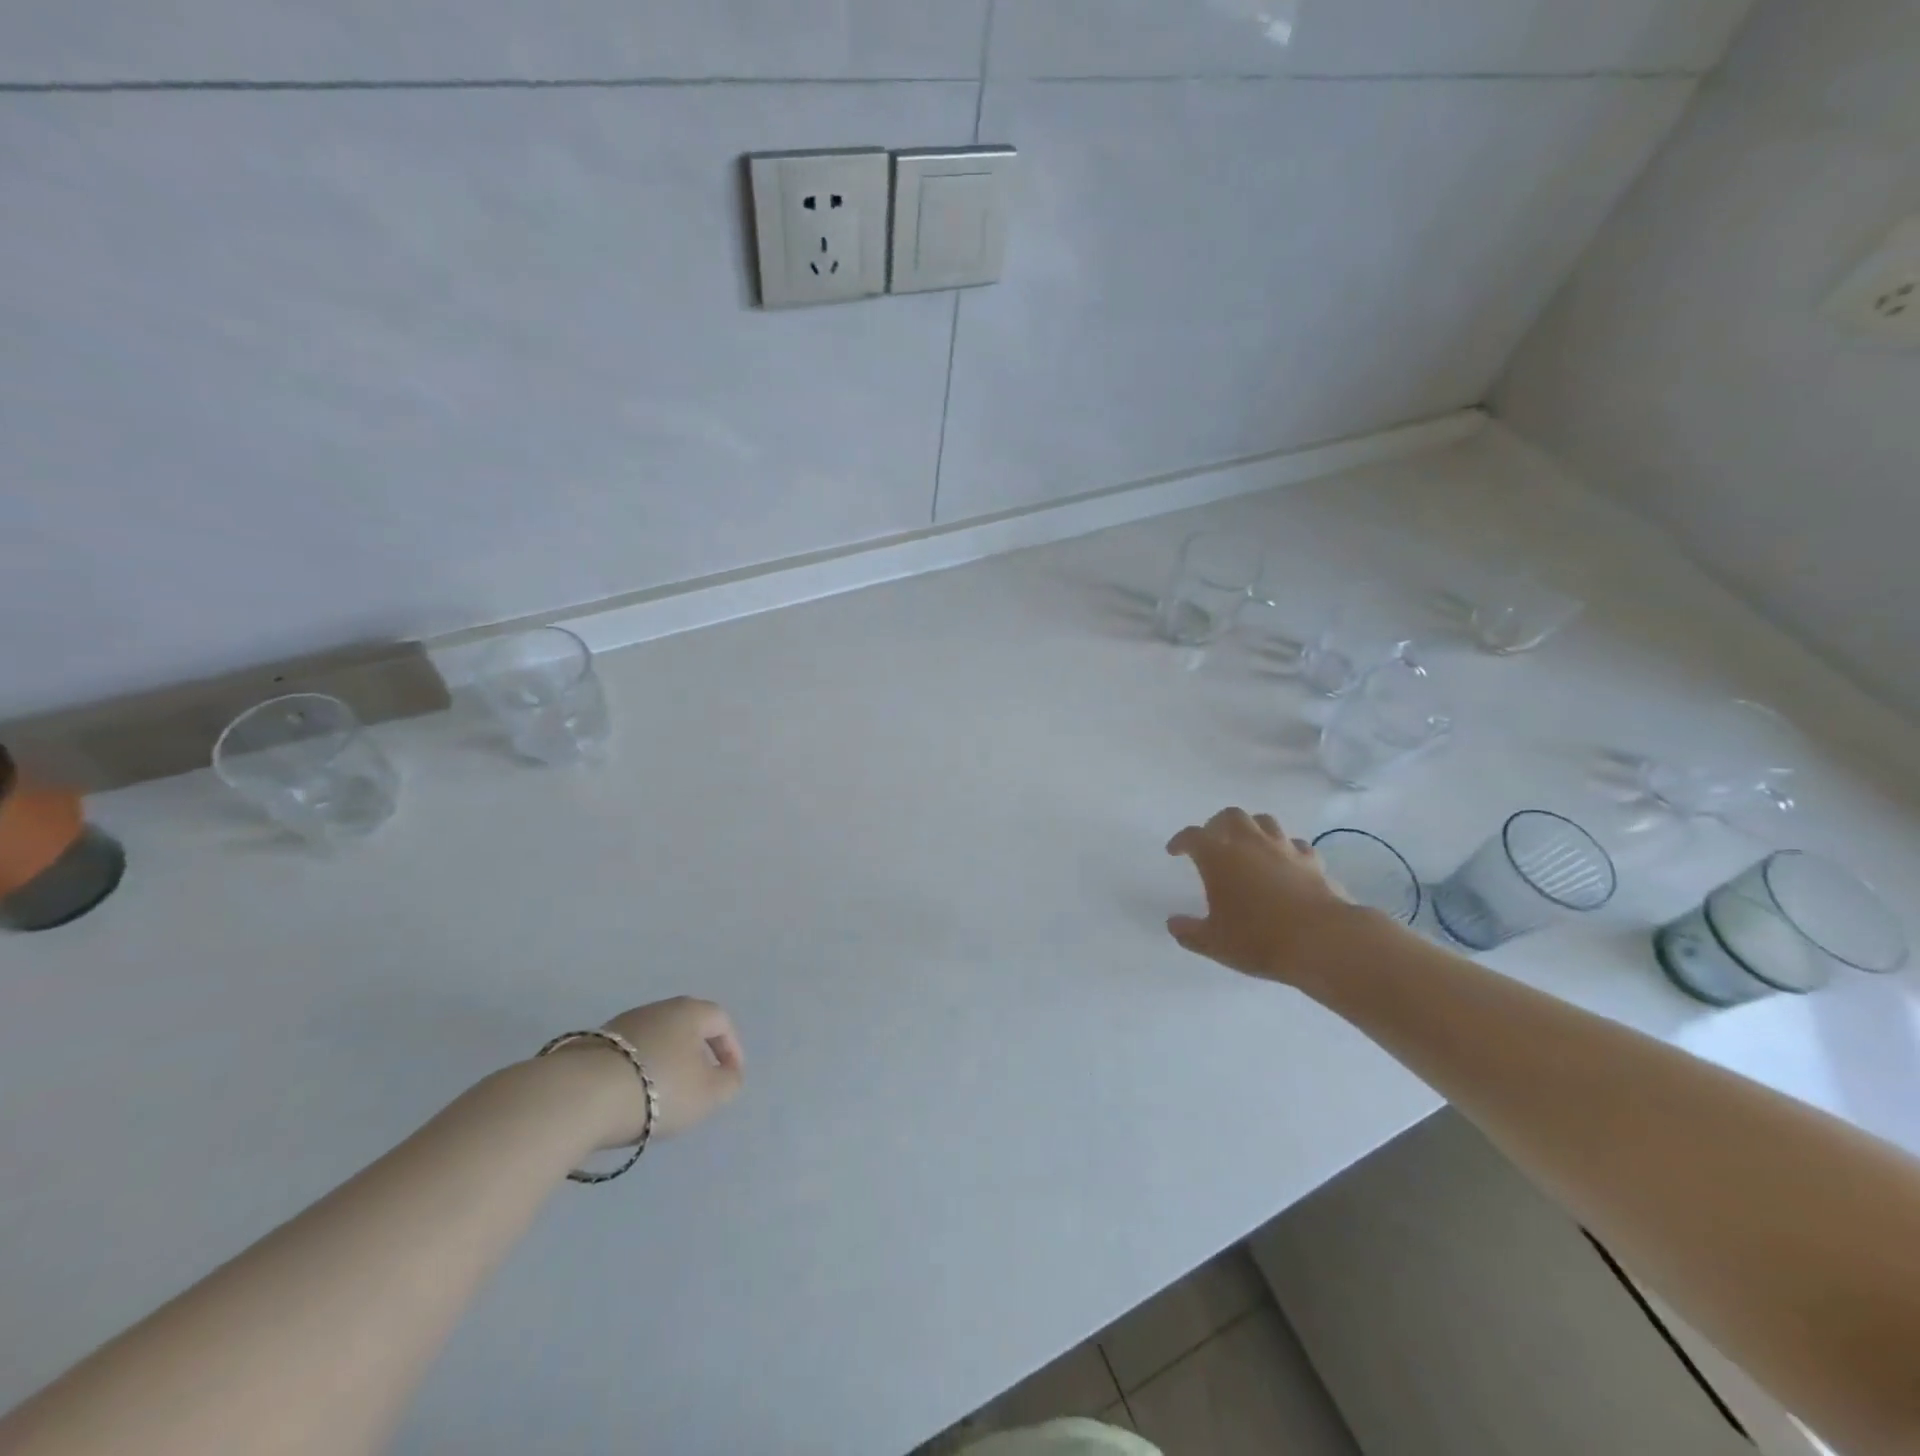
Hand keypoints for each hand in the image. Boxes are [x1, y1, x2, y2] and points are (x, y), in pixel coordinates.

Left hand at [572, 997, 745, 1147]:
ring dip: (665, 1063)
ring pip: (655, 1040)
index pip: (721, 1021)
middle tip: (699, 1084)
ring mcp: (621, 1024)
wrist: (581, 1096)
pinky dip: (637, 1072)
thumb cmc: (659, 1088)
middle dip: (697, 1054)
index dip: (731, 1048)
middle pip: (686, 1027)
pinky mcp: (592, 1045)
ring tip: (663, 1096)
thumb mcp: (709, 1094)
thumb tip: (728, 1074)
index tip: (730, 1076)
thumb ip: (729, 1083)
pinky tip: (631, 1097)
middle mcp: (658, 1008)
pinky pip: (628, 1055)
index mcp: (690, 1011)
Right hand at [1165, 808, 1363, 982]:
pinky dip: (1285, 849)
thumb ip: (1189, 932)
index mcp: (1218, 857)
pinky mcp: (1312, 861)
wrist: (1322, 941)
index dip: (1181, 841)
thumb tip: (1173, 924)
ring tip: (1248, 846)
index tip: (1175, 851)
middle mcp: (1250, 843)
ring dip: (1252, 829)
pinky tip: (1285, 863)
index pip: (1193, 836)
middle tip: (1213, 841)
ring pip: (1265, 822)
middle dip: (1218, 824)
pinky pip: (1295, 845)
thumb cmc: (1258, 939)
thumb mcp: (1213, 943)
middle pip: (1231, 816)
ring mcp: (1284, 849)